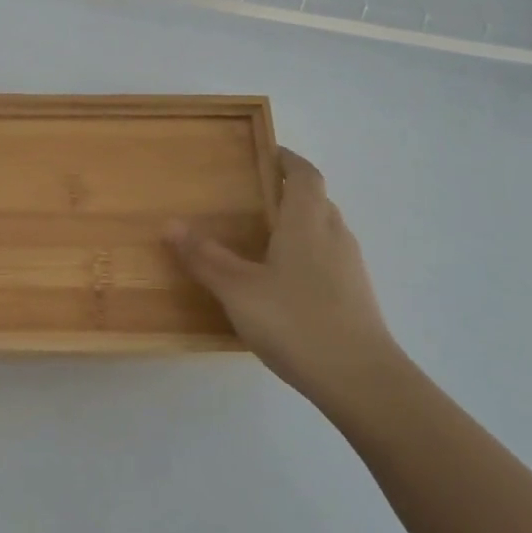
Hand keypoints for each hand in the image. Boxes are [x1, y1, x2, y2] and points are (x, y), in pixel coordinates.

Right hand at [169, 148, 405, 420]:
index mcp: (308, 222)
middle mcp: (334, 235)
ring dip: (301, 223)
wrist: (361, 379)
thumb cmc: (295, 321)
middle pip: (317, 200)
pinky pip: (329, 258)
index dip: (289, 160)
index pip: (305, 175)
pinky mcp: (356, 295)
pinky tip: (284, 280)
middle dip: (291, 191)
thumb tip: (170, 224)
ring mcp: (350, 267)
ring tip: (265, 236)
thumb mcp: (237, 289)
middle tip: (256, 195)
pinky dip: (308, 253)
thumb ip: (205, 257)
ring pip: (325, 230)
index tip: (269, 153)